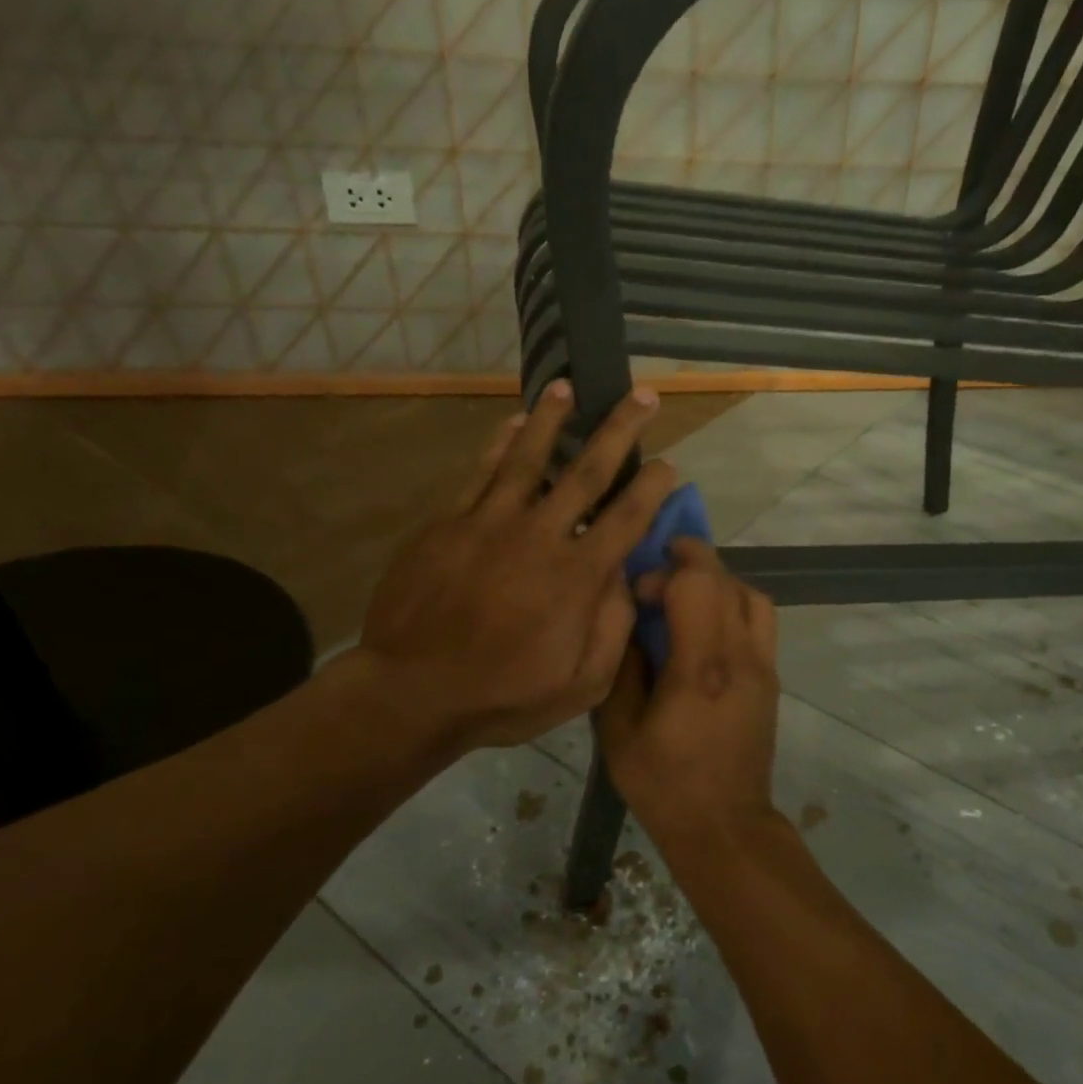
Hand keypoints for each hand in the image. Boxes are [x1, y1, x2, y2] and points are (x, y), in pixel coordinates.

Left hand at [353, 380, 676, 759]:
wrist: (412, 692)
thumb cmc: (504, 696)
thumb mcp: (582, 684)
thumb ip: (613, 627)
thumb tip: (626, 576)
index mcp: (577, 576)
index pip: (627, 518)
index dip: (653, 488)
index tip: (670, 464)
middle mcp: (540, 535)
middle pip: (588, 472)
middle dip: (619, 430)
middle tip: (641, 395)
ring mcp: (490, 523)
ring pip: (528, 457)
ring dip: (552, 419)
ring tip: (567, 387)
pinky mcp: (449, 523)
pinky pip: (481, 473)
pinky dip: (499, 446)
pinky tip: (511, 424)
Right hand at [597, 540, 780, 850]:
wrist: (725, 826)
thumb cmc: (664, 783)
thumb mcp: (619, 731)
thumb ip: (623, 667)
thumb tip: (631, 622)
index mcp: (701, 668)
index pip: (698, 585)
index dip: (666, 572)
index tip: (640, 593)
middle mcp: (741, 657)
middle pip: (727, 580)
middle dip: (691, 562)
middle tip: (658, 572)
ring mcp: (764, 666)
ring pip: (752, 595)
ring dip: (718, 582)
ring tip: (685, 594)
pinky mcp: (771, 678)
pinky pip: (760, 620)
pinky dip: (734, 604)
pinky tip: (706, 624)